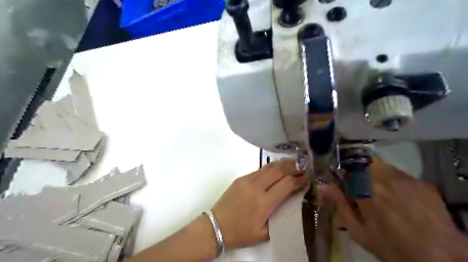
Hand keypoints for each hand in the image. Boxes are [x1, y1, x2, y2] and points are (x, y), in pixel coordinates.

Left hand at [213, 158, 309, 249]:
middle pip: (279, 171)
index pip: (286, 184)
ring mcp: (247, 180)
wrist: (216, 226)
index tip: (309, 176)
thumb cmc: (240, 233)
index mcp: (264, 203)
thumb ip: (279, 220)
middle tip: (304, 164)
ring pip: (269, 167)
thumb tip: (290, 205)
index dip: (299, 179)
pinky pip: (260, 169)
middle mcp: (256, 187)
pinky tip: (277, 167)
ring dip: (283, 163)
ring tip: (294, 161)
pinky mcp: (241, 178)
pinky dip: (271, 166)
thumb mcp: (263, 234)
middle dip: (294, 166)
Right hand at [320, 159, 467, 261]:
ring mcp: (406, 179)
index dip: (342, 176)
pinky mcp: (422, 183)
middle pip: (363, 164)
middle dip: (358, 174)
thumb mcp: (359, 231)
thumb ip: (339, 205)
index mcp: (366, 190)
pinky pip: (399, 174)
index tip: (343, 185)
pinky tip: (399, 198)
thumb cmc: (392, 247)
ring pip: (381, 166)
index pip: (346, 170)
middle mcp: (385, 178)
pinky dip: (393, 180)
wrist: (442, 259)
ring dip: (374, 175)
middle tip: (361, 191)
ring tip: (380, 194)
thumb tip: (322, 186)